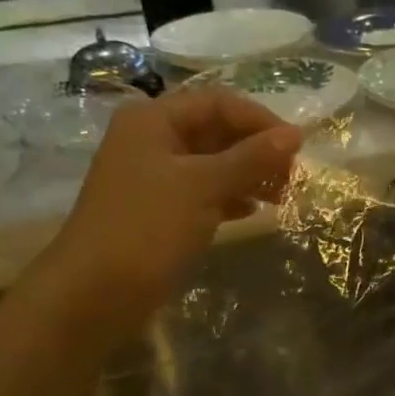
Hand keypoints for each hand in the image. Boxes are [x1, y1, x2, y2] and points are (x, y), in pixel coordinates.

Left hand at [34, 87, 301, 334]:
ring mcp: (156, 177)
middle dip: (257, 150)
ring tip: (282, 196)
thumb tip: (295, 134)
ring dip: (250, 175)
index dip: (260, 120)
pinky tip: (254, 212)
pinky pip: (206, 192)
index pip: (219, 103)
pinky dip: (232, 197)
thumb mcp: (204, 186)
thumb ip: (251, 158)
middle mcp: (153, 140)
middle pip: (217, 131)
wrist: (95, 292)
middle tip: (293, 176)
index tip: (298, 147)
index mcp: (153, 120)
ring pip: (214, 163)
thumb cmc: (148, 226)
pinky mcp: (162, 210)